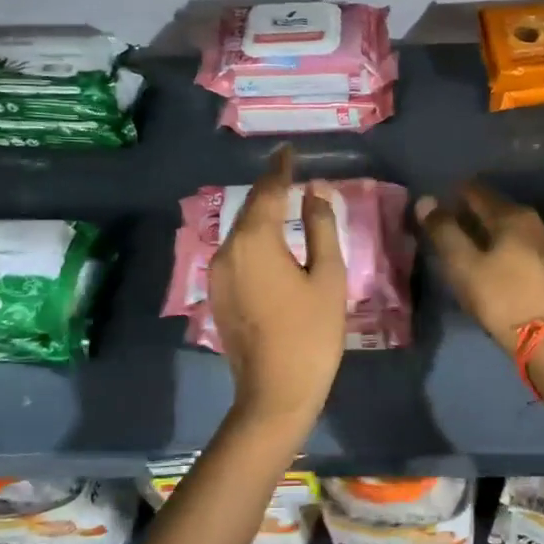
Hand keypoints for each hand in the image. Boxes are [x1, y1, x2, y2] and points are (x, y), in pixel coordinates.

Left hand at [209, 146, 347, 431]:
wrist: (274, 393)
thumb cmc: (311, 334)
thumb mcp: (327, 277)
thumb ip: (320, 228)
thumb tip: (315, 193)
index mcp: (256, 241)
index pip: (268, 191)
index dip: (281, 168)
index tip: (289, 150)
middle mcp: (228, 250)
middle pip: (250, 210)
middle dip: (269, 190)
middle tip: (290, 174)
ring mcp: (217, 274)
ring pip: (240, 233)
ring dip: (260, 216)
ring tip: (283, 205)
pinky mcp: (216, 295)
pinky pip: (235, 254)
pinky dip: (253, 241)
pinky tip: (270, 245)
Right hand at [415, 183, 543, 350]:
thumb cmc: (501, 297)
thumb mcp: (463, 264)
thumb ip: (443, 230)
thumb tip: (425, 200)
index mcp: (512, 215)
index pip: (476, 191)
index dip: (452, 195)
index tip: (434, 206)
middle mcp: (533, 222)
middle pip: (494, 208)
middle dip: (469, 213)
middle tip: (444, 226)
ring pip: (507, 228)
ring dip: (485, 232)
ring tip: (463, 245)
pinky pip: (518, 245)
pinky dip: (500, 247)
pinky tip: (489, 262)